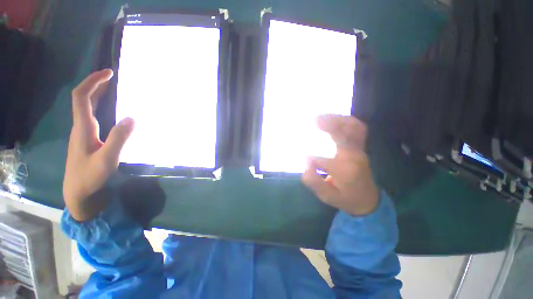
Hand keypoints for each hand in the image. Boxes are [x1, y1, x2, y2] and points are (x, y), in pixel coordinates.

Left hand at [63, 69, 134, 220]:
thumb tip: (132, 117)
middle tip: (113, 77)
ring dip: (98, 95)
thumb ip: (119, 138)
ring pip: (87, 107)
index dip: (93, 82)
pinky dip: (101, 107)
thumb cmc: (90, 177)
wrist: (79, 193)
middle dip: (96, 84)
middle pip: (83, 99)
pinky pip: (93, 116)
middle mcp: (81, 127)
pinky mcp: (88, 140)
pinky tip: (112, 111)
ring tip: (114, 89)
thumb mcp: (107, 159)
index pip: (82, 97)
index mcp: (83, 128)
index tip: (109, 73)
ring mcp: (83, 133)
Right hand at [302, 115, 378, 215]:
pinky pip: (358, 128)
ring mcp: (359, 150)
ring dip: (337, 119)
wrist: (368, 200)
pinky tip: (336, 119)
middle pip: (341, 134)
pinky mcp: (361, 147)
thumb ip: (314, 181)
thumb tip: (305, 162)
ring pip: (352, 127)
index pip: (319, 159)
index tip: (304, 161)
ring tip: (321, 116)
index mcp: (343, 170)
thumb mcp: (327, 196)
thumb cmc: (346, 198)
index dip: (308, 159)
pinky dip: (347, 120)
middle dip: (326, 124)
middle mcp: (353, 156)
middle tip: (312, 119)